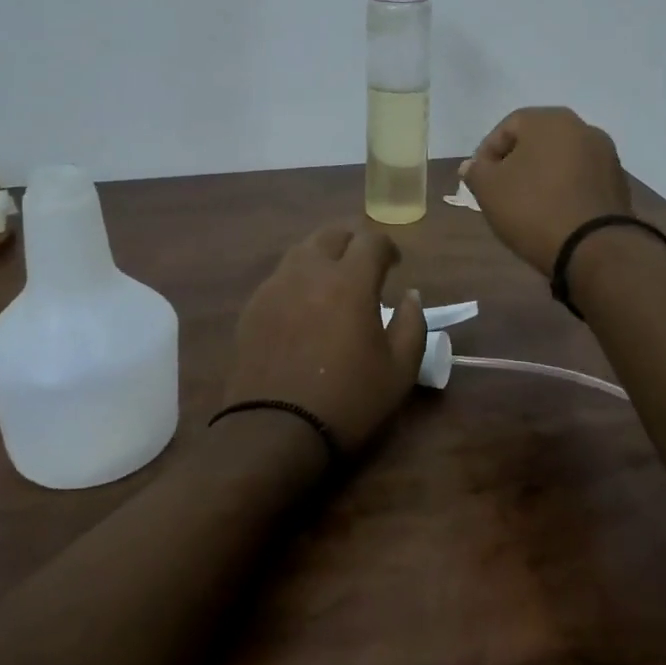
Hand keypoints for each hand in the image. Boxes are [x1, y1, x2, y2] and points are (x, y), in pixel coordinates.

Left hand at [221, 225, 427, 453]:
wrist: (275, 431)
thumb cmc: (348, 401)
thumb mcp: (400, 370)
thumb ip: (412, 324)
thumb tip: (410, 295)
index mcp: (349, 282)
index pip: (371, 240)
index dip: (387, 247)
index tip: (394, 265)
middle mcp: (309, 272)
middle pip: (332, 233)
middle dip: (353, 241)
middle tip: (365, 265)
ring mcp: (275, 286)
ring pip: (302, 250)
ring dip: (323, 255)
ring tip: (334, 280)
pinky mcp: (253, 306)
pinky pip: (280, 275)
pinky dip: (299, 277)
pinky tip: (304, 304)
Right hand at [460, 107, 633, 274]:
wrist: (594, 248)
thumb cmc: (533, 208)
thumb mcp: (489, 190)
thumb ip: (476, 171)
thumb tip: (472, 165)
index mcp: (549, 120)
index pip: (507, 127)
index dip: (487, 153)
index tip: (479, 180)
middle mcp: (582, 127)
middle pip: (537, 141)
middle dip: (516, 163)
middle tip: (501, 191)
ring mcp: (606, 154)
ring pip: (560, 159)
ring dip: (542, 176)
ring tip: (527, 205)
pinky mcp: (618, 182)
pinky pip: (581, 178)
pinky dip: (564, 189)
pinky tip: (554, 213)